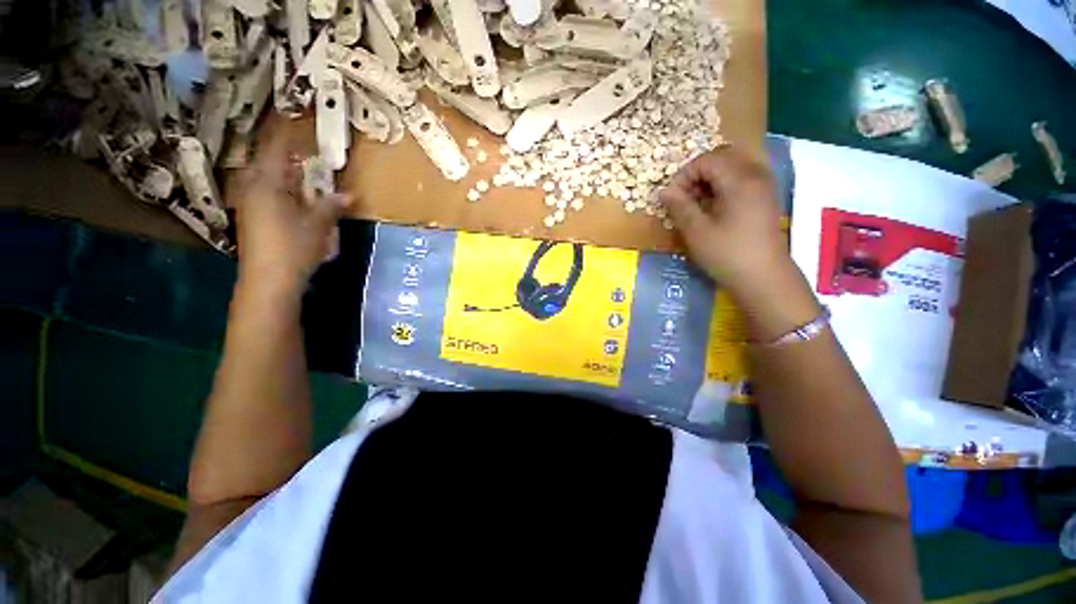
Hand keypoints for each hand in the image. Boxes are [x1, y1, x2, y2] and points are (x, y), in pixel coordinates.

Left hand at [227, 115, 350, 295]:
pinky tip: (293, 198)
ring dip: (283, 175)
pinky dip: (280, 191)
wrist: (269, 280)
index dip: (286, 135)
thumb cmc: (293, 247)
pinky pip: (266, 195)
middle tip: (302, 150)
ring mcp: (250, 205)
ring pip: (266, 180)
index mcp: (267, 184)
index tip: (294, 119)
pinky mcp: (253, 220)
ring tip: (300, 173)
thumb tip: (350, 195)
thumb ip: (331, 206)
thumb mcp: (318, 225)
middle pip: (267, 164)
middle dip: (284, 156)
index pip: (277, 150)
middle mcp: (253, 189)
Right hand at [658, 147, 790, 294]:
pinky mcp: (765, 199)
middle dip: (697, 173)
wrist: (764, 278)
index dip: (683, 175)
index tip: (672, 199)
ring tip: (697, 204)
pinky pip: (742, 179)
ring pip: (733, 167)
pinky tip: (714, 209)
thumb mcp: (696, 231)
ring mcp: (764, 186)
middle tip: (684, 197)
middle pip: (722, 157)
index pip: (706, 160)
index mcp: (739, 180)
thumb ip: (679, 207)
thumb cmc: (727, 254)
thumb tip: (664, 191)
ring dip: (710, 179)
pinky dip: (723, 186)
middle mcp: (755, 175)